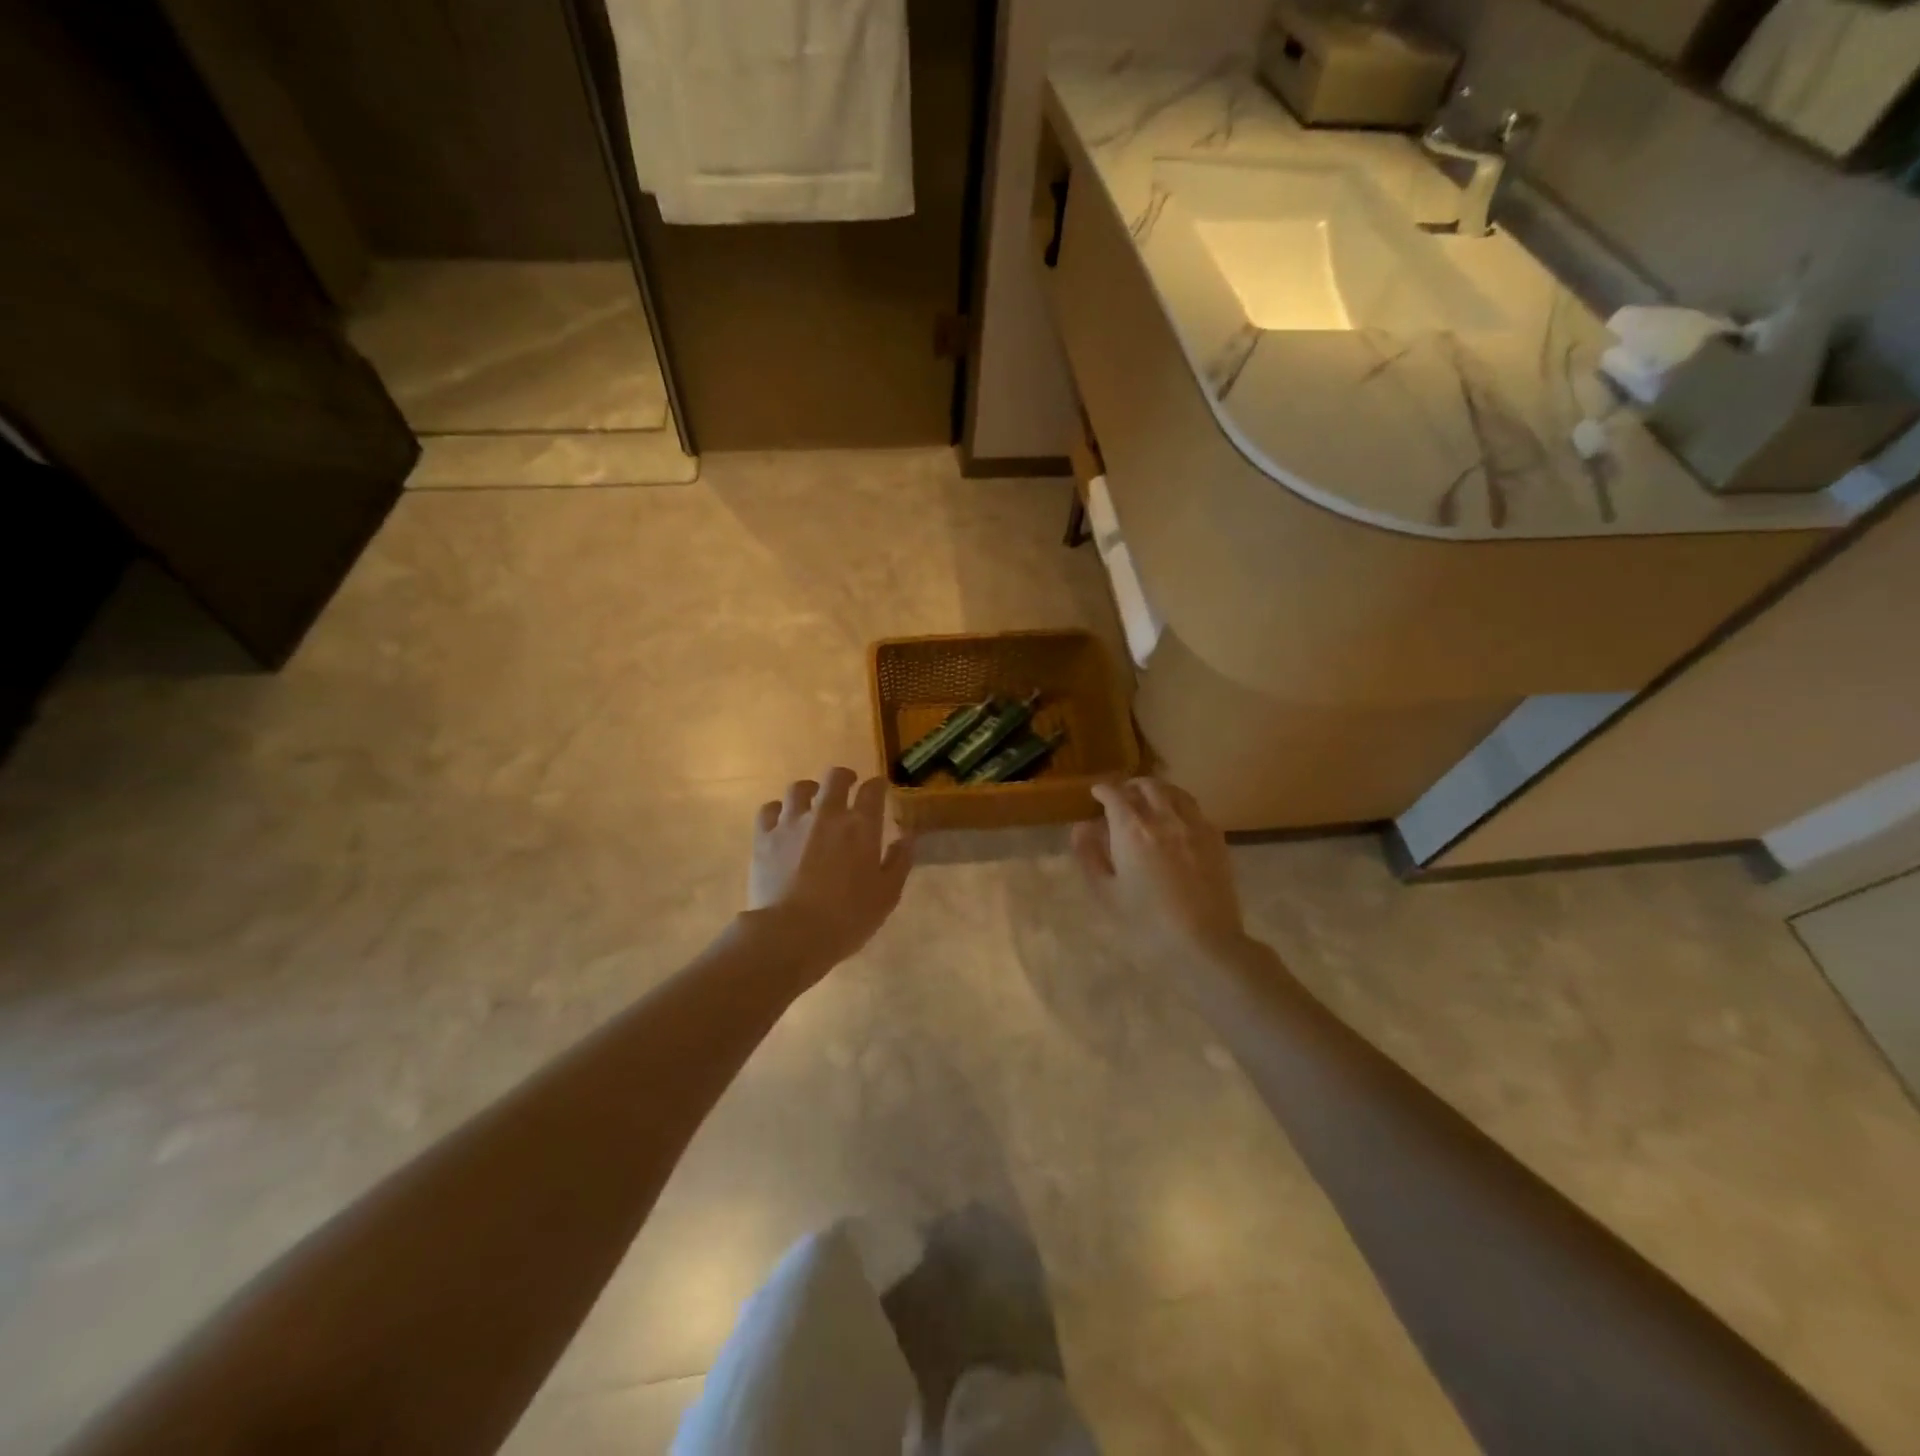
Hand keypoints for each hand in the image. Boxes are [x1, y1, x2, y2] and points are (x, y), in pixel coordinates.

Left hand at [748, 767, 914, 973]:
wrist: (791, 934)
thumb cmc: (847, 918)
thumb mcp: (887, 895)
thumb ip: (899, 861)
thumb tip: (907, 837)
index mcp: (861, 826)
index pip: (873, 790)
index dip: (878, 786)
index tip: (880, 789)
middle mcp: (827, 814)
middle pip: (835, 777)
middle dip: (845, 777)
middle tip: (848, 785)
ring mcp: (792, 822)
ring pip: (799, 788)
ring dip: (810, 790)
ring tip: (812, 800)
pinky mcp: (764, 837)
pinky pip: (769, 810)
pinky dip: (778, 810)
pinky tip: (781, 820)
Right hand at [1072, 777, 1249, 963]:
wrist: (1205, 944)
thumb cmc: (1147, 923)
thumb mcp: (1106, 894)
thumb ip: (1090, 856)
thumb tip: (1081, 828)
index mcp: (1132, 830)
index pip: (1114, 795)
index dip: (1103, 790)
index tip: (1096, 793)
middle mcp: (1164, 818)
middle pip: (1147, 786)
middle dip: (1130, 786)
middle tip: (1121, 796)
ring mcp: (1194, 826)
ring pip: (1175, 792)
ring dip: (1157, 790)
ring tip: (1149, 801)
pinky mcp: (1216, 840)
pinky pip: (1195, 810)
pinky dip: (1179, 806)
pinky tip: (1177, 822)